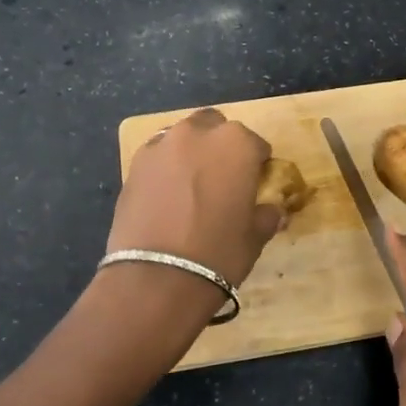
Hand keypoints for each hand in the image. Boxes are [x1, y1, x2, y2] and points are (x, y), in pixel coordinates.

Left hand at [107, 108, 282, 288]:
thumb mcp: (255, 236)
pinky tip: (167, 196)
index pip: (255, 145)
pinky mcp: (134, 164)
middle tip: (222, 179)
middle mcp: (198, 133)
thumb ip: (266, 214)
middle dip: (220, 147)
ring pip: (182, 138)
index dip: (257, 165)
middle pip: (215, 128)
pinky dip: (165, 168)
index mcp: (236, 143)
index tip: (254, 185)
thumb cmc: (218, 253)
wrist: (156, 277)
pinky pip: (158, 156)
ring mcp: (161, 145)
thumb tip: (271, 209)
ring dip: (190, 153)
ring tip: (191, 186)